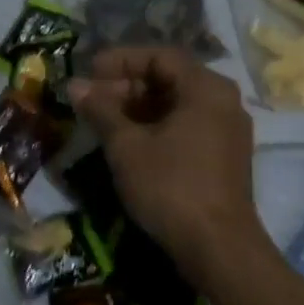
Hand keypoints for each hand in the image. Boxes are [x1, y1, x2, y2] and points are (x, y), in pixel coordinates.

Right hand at [67, 46, 266, 277]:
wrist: (219, 248)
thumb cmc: (171, 187)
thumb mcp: (127, 146)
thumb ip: (101, 110)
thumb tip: (75, 86)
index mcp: (206, 88)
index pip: (160, 56)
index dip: (121, 60)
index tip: (90, 71)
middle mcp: (224, 101)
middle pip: (170, 79)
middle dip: (127, 86)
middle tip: (92, 100)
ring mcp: (228, 130)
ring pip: (177, 105)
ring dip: (139, 108)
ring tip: (103, 122)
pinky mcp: (226, 157)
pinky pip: (188, 126)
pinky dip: (158, 127)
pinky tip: (129, 143)